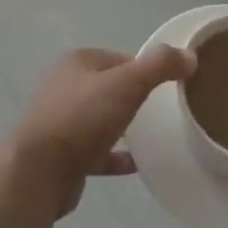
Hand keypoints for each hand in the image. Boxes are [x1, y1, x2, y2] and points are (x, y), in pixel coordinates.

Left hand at [10, 47, 195, 216]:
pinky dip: (114, 155)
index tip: (170, 86)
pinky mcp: (62, 154)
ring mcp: (61, 120)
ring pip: (100, 118)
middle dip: (134, 96)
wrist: (38, 172)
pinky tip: (136, 164)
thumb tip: (189, 55)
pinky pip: (95, 150)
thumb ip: (159, 67)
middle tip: (164, 112)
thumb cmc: (82, 118)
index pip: (120, 58)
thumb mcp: (127, 84)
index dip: (145, 69)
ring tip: (153, 136)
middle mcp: (65, 85)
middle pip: (109, 87)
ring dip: (122, 125)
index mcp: (78, 62)